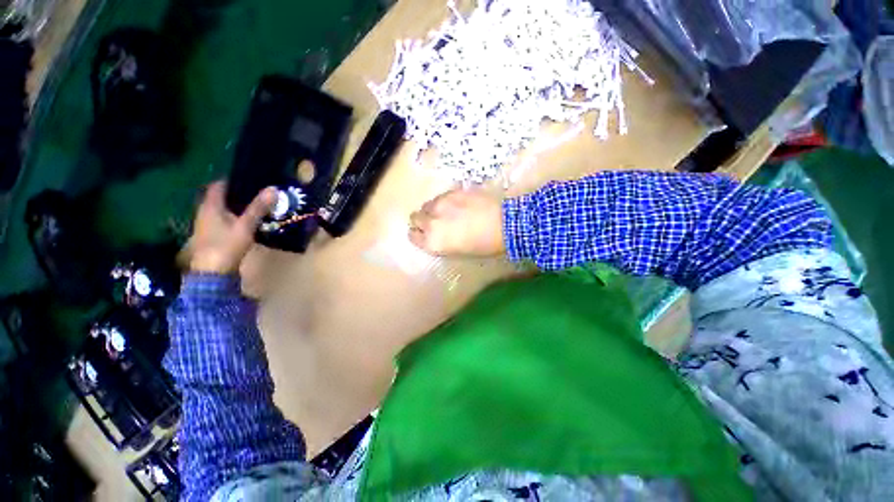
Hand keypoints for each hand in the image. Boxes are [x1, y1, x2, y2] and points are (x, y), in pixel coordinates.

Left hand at [188, 181, 276, 273]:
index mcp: (210, 206)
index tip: (250, 178)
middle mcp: (206, 213)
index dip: (232, 180)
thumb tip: (273, 188)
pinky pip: (225, 220)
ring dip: (238, 206)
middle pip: (221, 197)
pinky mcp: (213, 236)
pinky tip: (250, 221)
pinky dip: (236, 217)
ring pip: (223, 209)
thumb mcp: (245, 226)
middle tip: (259, 191)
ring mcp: (208, 225)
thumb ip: (258, 208)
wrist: (213, 273)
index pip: (218, 185)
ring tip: (258, 204)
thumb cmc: (226, 246)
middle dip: (238, 193)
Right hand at [409, 190, 504, 256]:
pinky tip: (458, 204)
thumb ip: (440, 242)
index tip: (425, 234)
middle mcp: (431, 222)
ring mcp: (440, 204)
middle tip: (436, 222)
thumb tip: (435, 234)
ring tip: (449, 212)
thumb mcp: (458, 251)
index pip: (413, 236)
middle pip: (415, 217)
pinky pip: (440, 196)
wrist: (504, 224)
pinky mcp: (451, 191)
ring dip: (433, 209)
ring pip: (427, 205)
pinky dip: (445, 201)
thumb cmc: (483, 245)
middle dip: (423, 220)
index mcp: (432, 242)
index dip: (419, 235)